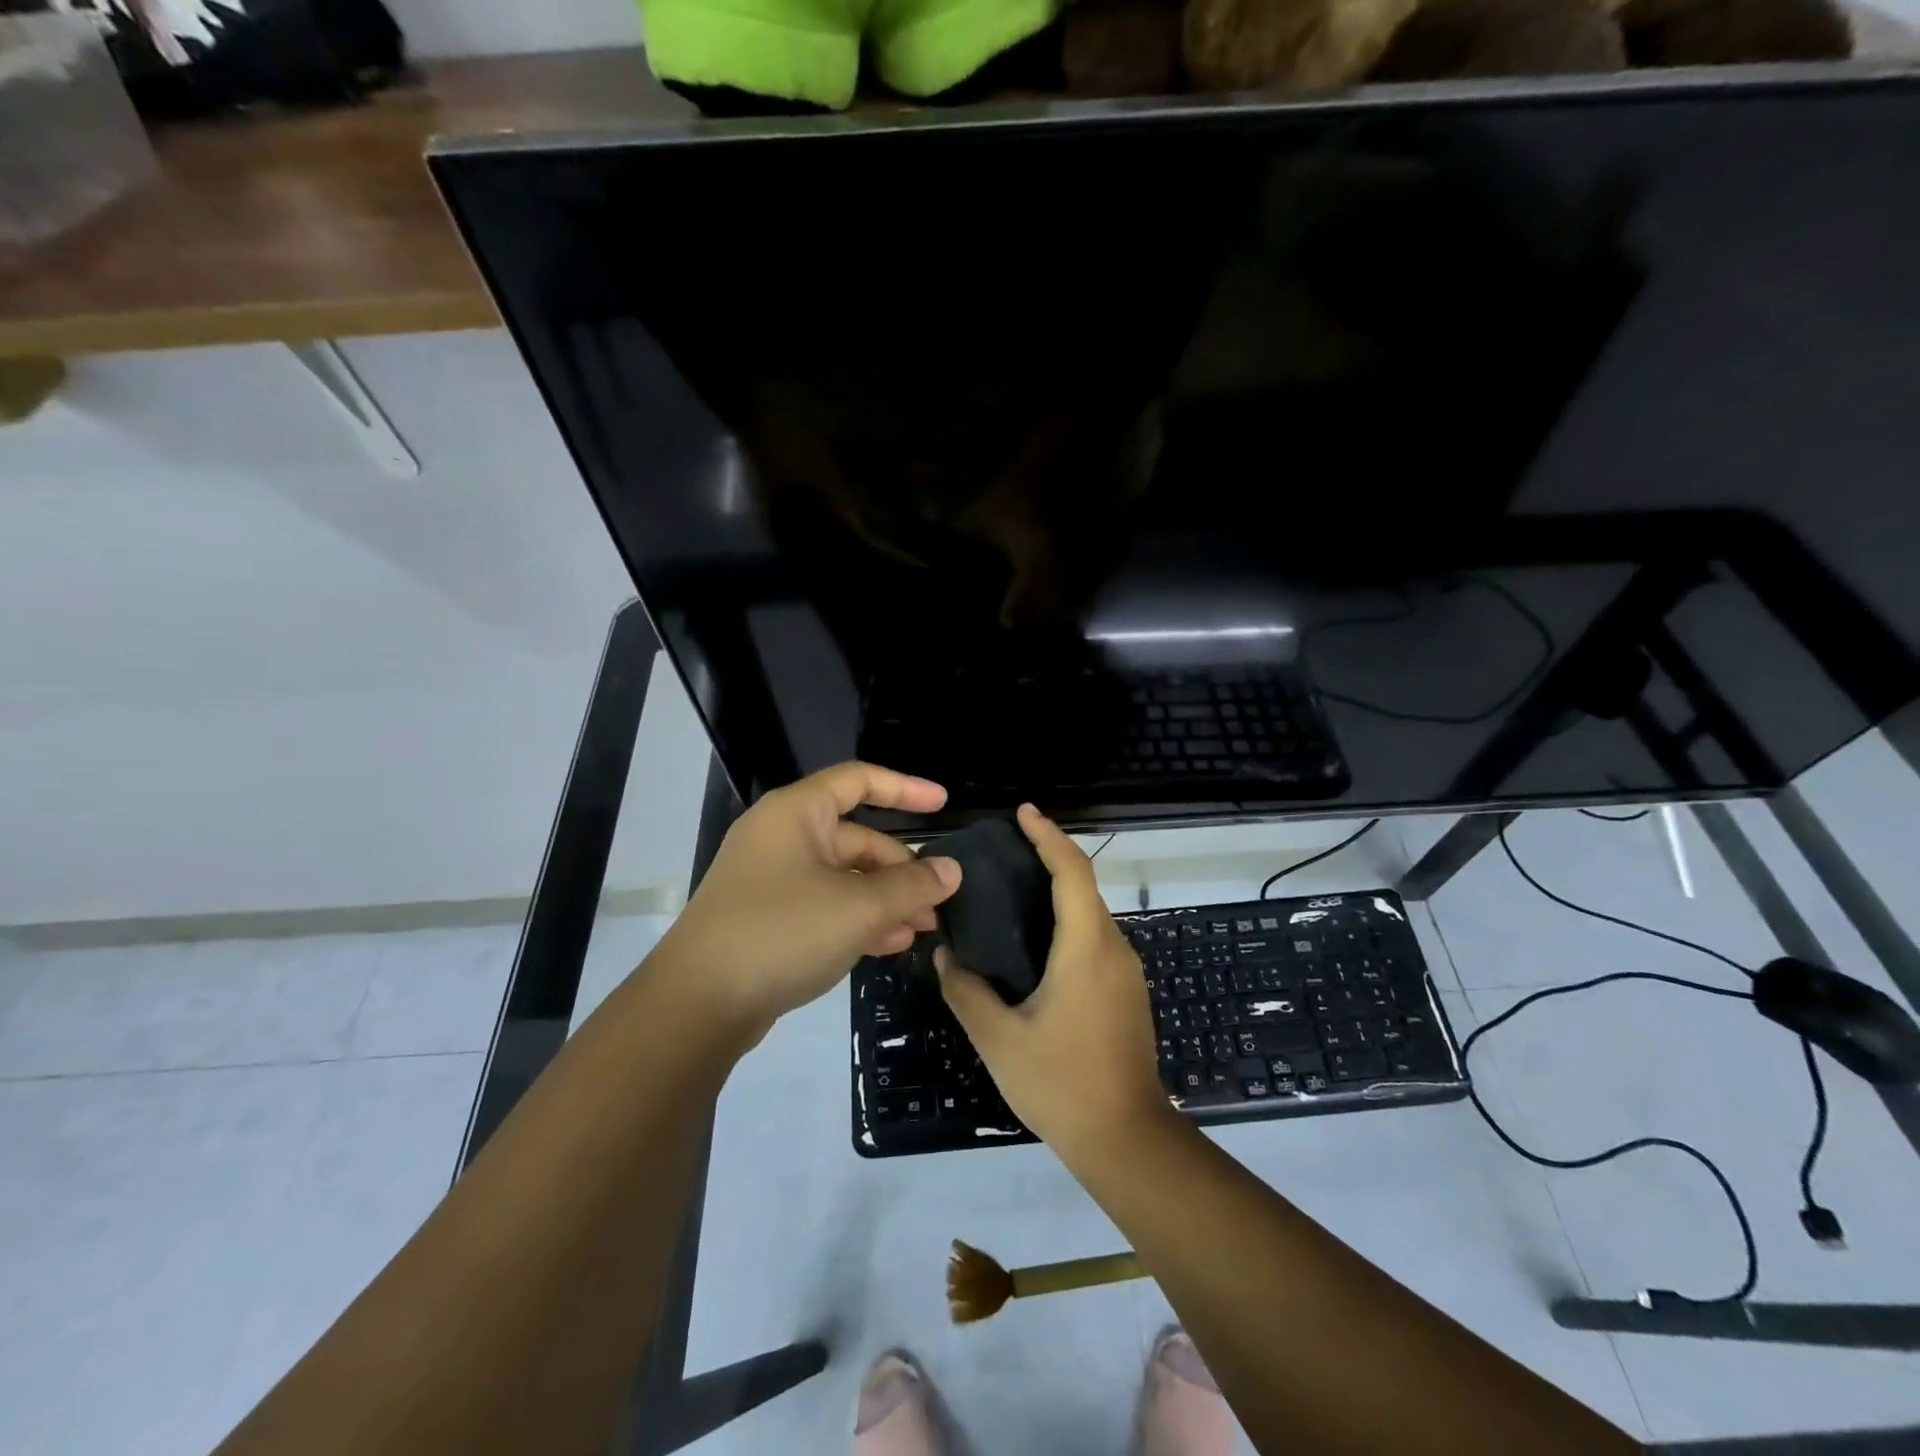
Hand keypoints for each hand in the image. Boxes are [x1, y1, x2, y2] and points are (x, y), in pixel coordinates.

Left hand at [652, 763, 960, 1039]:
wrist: (697, 1004)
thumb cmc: (781, 932)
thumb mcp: (858, 908)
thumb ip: (911, 886)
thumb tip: (951, 870)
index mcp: (797, 813)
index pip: (859, 781)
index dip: (906, 788)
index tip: (944, 805)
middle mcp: (784, 837)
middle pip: (858, 838)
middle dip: (901, 869)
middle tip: (937, 902)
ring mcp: (774, 879)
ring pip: (845, 877)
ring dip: (886, 899)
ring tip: (923, 928)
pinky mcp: (770, 918)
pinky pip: (826, 905)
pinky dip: (858, 919)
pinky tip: (890, 944)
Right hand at [937, 804, 1173, 1160]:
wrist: (1127, 1139)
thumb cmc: (1061, 1083)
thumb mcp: (999, 1039)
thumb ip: (966, 992)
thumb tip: (944, 957)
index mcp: (1086, 948)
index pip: (1072, 872)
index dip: (1049, 836)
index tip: (1024, 813)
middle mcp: (1113, 949)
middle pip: (1084, 886)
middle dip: (1050, 858)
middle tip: (1006, 850)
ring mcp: (1126, 971)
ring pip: (1091, 914)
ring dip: (1059, 892)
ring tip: (1013, 890)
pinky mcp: (1127, 992)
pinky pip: (1095, 939)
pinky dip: (1068, 922)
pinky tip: (1036, 942)